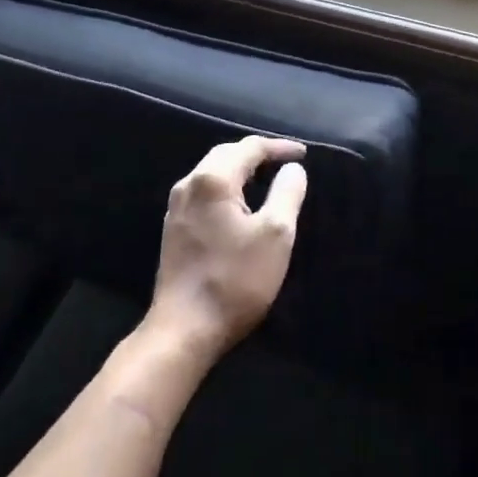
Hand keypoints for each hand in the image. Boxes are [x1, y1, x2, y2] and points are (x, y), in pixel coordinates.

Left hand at [148, 135, 307, 363]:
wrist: (185, 329)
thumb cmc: (235, 279)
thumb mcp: (276, 234)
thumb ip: (287, 193)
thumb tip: (292, 169)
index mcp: (212, 180)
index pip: (249, 147)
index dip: (279, 147)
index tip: (304, 154)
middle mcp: (188, 186)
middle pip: (225, 155)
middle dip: (256, 154)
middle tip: (285, 162)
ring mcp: (176, 209)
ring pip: (211, 174)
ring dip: (240, 171)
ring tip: (266, 178)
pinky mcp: (174, 230)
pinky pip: (204, 194)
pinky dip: (227, 189)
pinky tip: (240, 204)